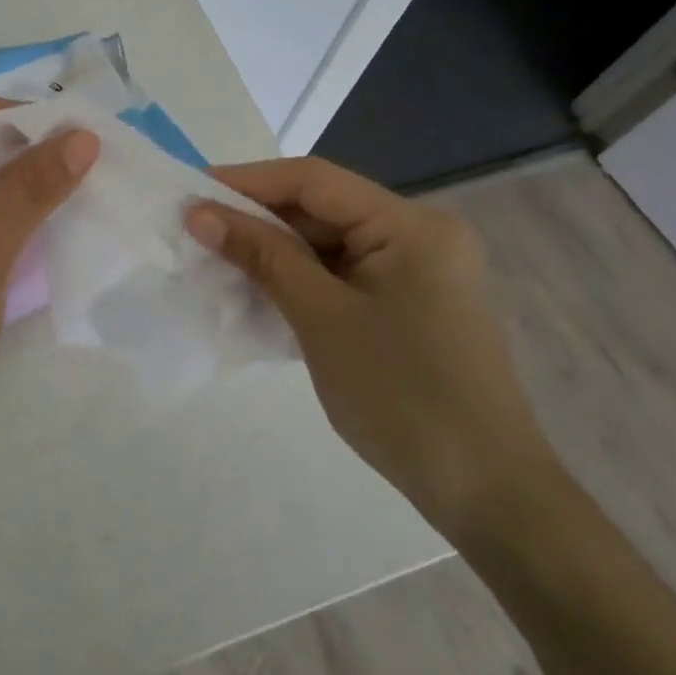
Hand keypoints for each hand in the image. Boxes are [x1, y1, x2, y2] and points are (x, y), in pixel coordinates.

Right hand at [186, 158, 558, 541]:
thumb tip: (199, 213)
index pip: (314, 181)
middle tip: (195, 231)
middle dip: (257, 219)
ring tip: (215, 259)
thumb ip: (262, 256)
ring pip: (328, 243)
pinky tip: (257, 291)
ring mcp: (417, 271)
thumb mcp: (321, 318)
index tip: (189, 192)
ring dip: (273, 252)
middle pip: (322, 209)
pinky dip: (299, 279)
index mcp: (411, 225)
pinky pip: (341, 274)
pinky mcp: (408, 304)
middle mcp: (419, 235)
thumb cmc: (402, 395)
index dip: (246, 181)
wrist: (486, 494)